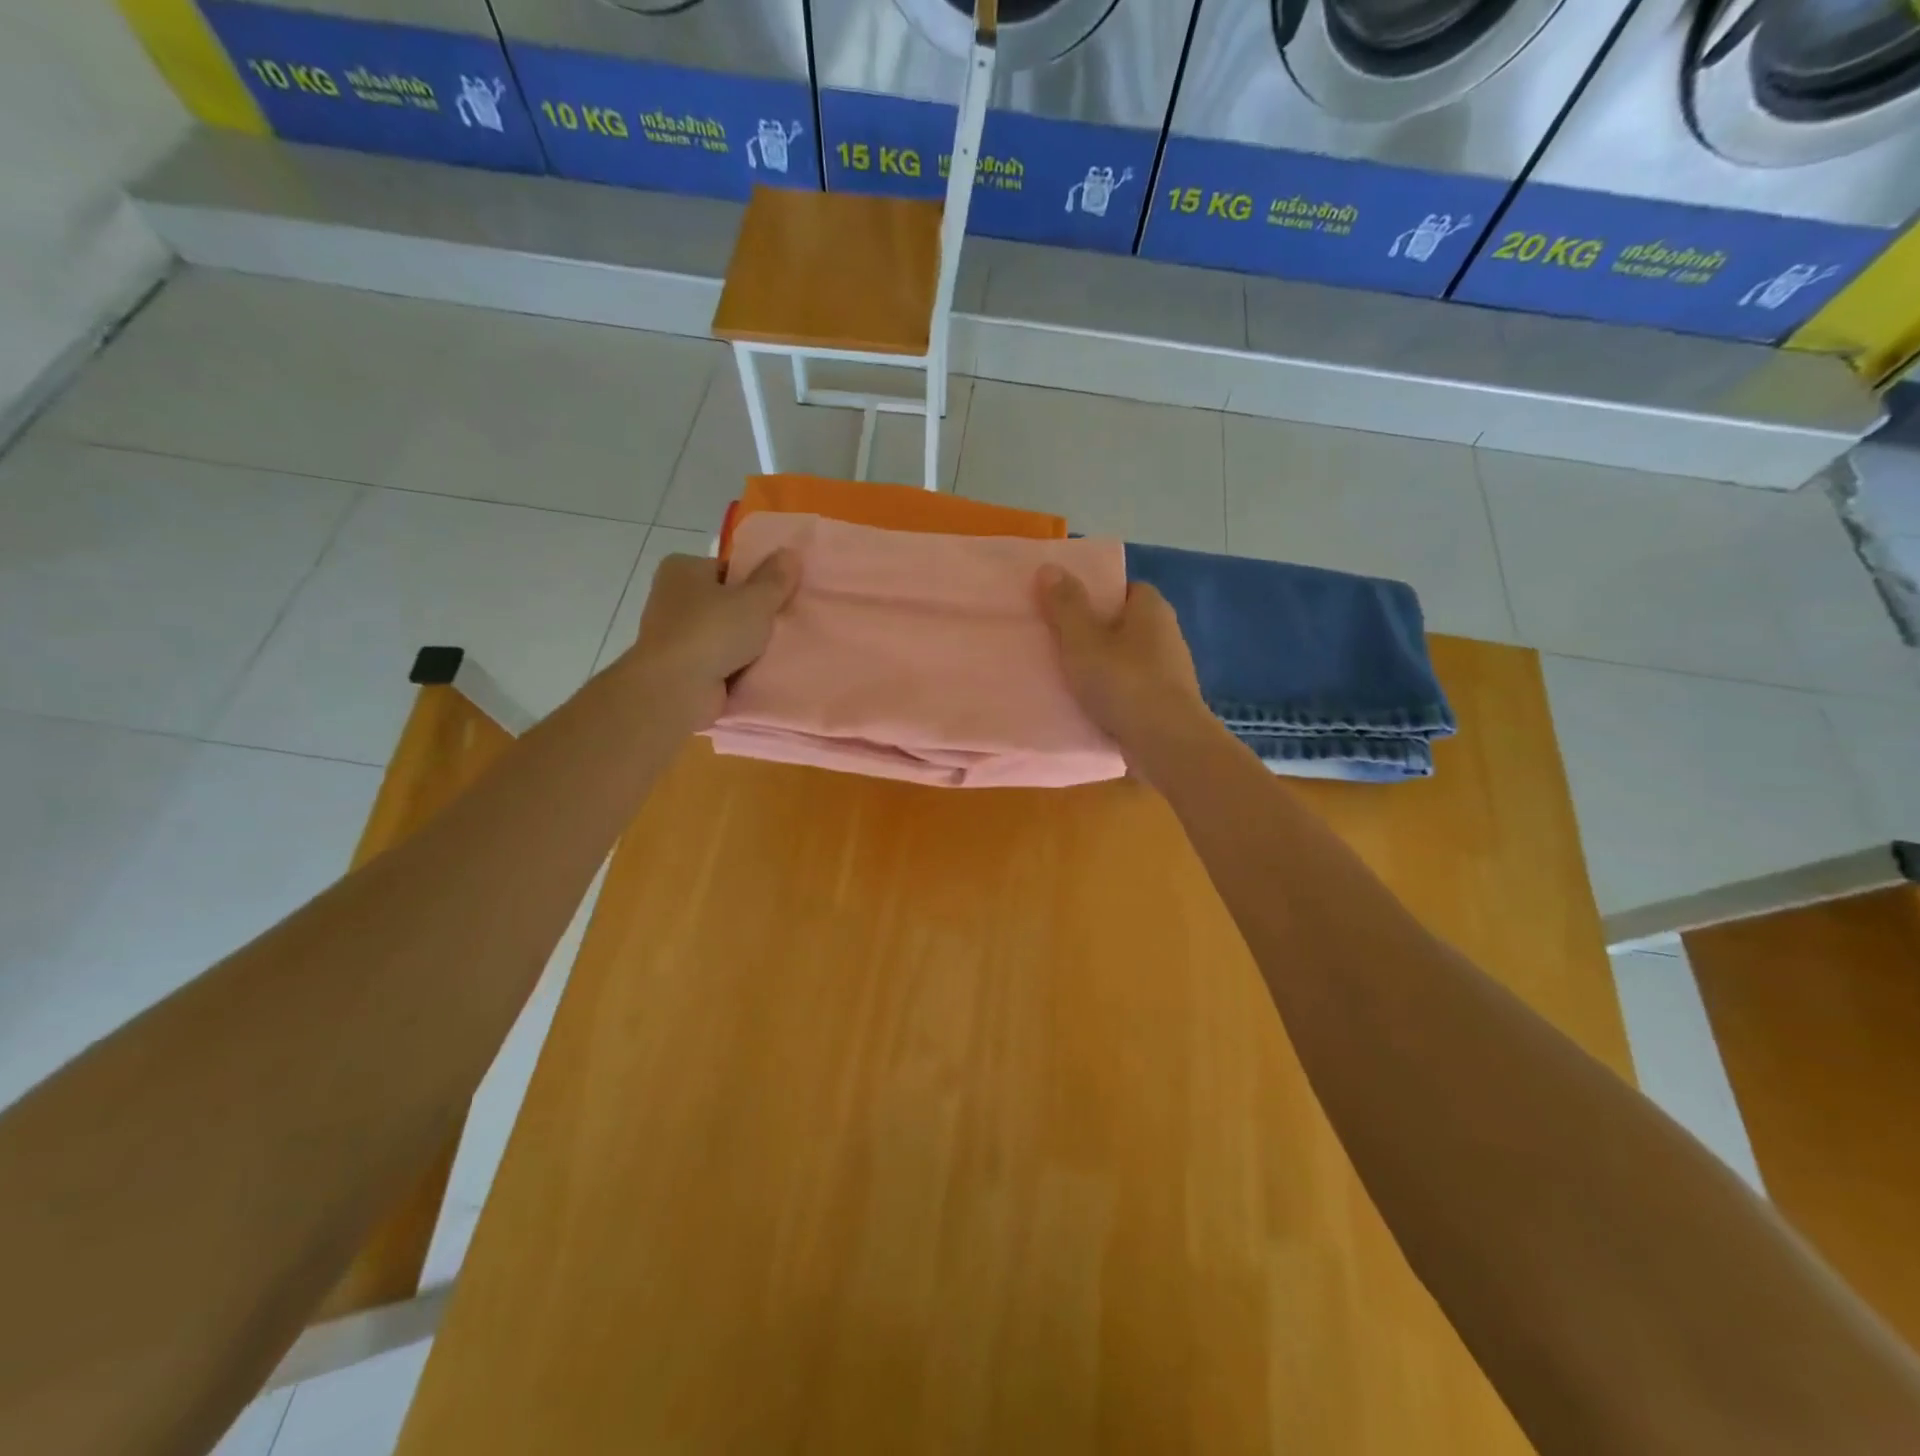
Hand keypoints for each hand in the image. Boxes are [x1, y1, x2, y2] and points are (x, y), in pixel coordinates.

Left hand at [622, 550, 799, 728]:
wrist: (676, 689)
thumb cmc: (713, 632)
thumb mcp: (755, 600)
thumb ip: (775, 579)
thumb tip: (790, 553)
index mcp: (682, 568)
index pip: (726, 567)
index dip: (754, 580)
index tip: (780, 595)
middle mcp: (671, 596)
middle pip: (724, 600)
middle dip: (751, 613)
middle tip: (784, 622)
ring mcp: (672, 633)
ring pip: (722, 632)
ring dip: (744, 643)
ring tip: (777, 648)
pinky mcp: (678, 666)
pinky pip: (716, 659)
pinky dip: (734, 665)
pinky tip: (759, 670)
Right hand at [1036, 565, 1211, 769]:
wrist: (1166, 742)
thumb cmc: (1123, 682)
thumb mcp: (1083, 640)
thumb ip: (1065, 605)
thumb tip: (1049, 567)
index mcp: (1151, 609)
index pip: (1124, 588)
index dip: (1096, 595)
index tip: (1067, 609)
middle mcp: (1167, 634)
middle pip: (1124, 624)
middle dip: (1096, 632)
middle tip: (1059, 642)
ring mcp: (1170, 671)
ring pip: (1128, 659)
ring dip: (1104, 666)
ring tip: (1068, 677)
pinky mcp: (1166, 703)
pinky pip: (1132, 689)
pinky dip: (1114, 693)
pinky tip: (1090, 705)